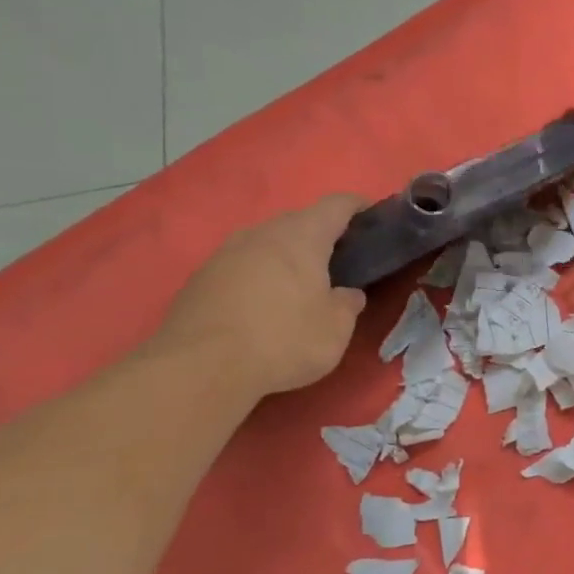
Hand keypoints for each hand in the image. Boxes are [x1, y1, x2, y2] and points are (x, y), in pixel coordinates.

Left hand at [154, 195, 368, 396]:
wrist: (200, 368)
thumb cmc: (283, 340)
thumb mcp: (336, 328)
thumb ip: (348, 303)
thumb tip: (347, 293)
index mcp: (302, 236)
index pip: (337, 204)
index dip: (358, 206)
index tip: (374, 217)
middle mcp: (262, 233)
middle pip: (299, 221)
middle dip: (322, 235)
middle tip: (340, 261)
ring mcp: (225, 253)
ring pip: (267, 243)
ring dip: (287, 256)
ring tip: (301, 285)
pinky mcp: (200, 278)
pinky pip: (242, 266)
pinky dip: (259, 276)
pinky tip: (263, 306)